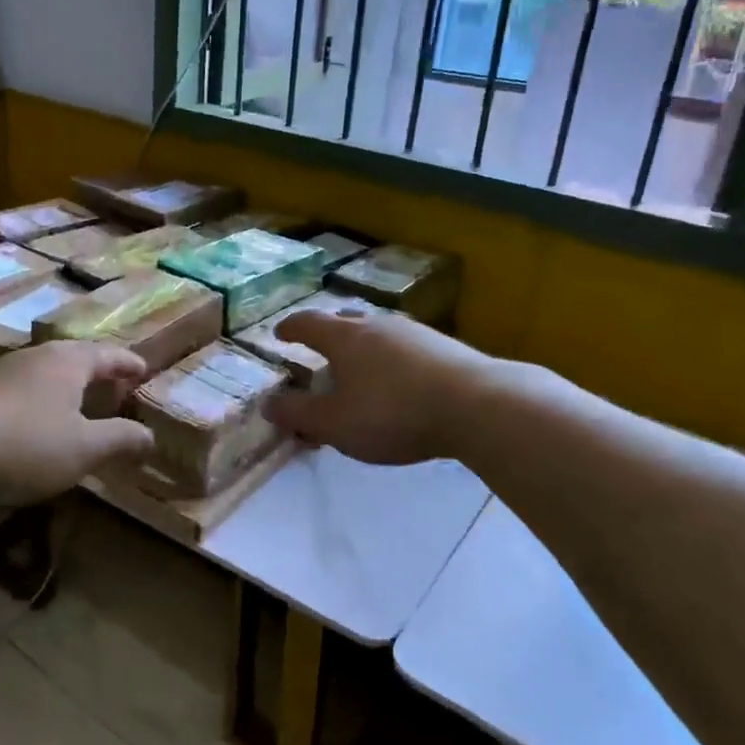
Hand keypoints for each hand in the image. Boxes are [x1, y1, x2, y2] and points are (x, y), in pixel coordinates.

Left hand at [0, 340, 155, 502]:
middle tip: (115, 386)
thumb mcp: (84, 449)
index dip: (129, 364)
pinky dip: (42, 396)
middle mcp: (38, 355)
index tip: (144, 370)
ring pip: (47, 370)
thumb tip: (150, 436)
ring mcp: (4, 369)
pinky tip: (37, 416)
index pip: (109, 355)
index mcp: (69, 362)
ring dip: (68, 384)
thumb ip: (121, 440)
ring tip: (79, 402)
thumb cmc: (27, 443)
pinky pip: (24, 385)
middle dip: (99, 371)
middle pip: (77, 357)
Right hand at [265, 310, 493, 464]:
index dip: (290, 328)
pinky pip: (404, 346)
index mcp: (344, 338)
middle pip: (344, 320)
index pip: (308, 323)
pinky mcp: (444, 346)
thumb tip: (268, 404)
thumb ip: (299, 414)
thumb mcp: (335, 424)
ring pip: (377, 331)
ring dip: (362, 345)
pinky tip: (399, 378)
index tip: (280, 333)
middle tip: (319, 349)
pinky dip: (390, 357)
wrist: (476, 406)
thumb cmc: (393, 413)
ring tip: (360, 366)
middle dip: (327, 333)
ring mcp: (413, 332)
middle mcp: (377, 325)